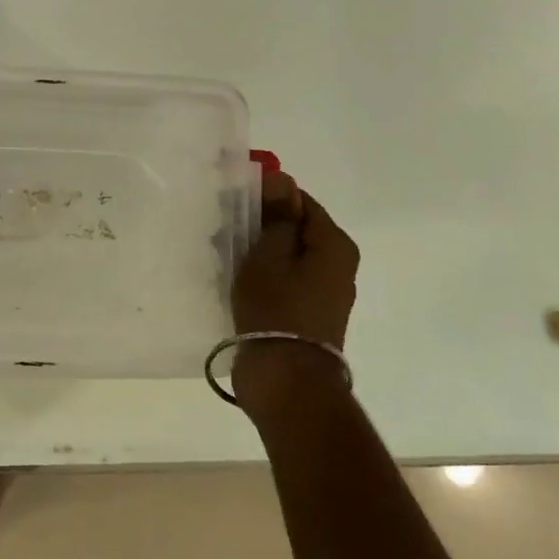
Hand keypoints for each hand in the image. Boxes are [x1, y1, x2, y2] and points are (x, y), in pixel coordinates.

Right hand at [230, 172, 358, 406]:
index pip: (300, 200)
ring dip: (255, 250)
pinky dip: (261, 273)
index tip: (232, 200)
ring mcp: (323, 291)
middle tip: (221, 229)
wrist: (285, 380)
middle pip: (294, 228)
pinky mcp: (307, 312)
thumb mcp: (268, 254)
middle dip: (257, 224)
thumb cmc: (276, 308)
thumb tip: (283, 178)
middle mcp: (337, 265)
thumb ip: (277, 215)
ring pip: (286, 254)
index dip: (266, 196)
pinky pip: (283, 278)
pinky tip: (234, 279)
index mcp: (334, 245)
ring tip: (222, 255)